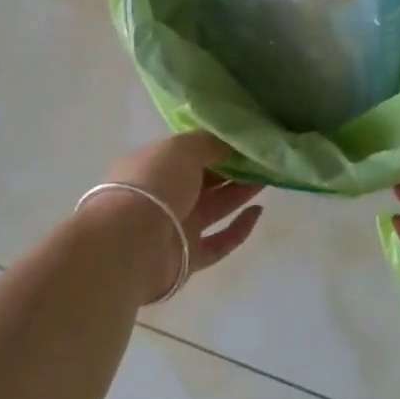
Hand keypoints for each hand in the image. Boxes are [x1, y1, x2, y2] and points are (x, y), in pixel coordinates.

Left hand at [98, 132, 265, 301]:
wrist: (130, 243)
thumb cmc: (153, 184)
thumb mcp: (182, 148)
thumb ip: (209, 143)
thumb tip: (232, 141)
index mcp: (155, 166)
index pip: (189, 154)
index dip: (217, 146)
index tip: (246, 140)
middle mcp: (164, 196)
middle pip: (205, 180)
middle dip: (233, 169)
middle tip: (264, 158)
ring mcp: (176, 228)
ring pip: (215, 208)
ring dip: (240, 193)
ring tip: (269, 177)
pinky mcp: (189, 258)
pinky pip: (220, 241)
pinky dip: (239, 228)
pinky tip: (258, 211)